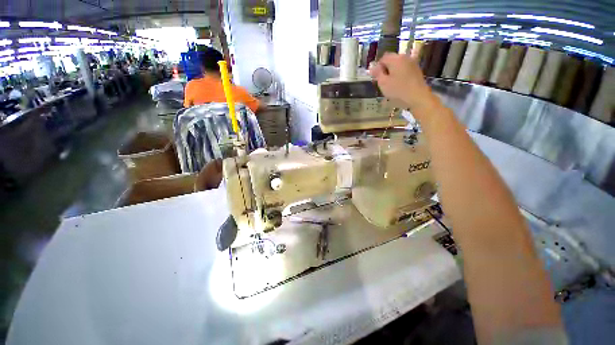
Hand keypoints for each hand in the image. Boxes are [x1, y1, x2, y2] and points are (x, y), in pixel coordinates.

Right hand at [369, 52, 436, 111]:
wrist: (421, 99)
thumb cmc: (400, 91)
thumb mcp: (383, 83)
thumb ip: (377, 73)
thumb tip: (374, 68)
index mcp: (395, 58)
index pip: (382, 59)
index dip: (378, 68)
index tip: (377, 78)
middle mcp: (404, 58)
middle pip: (392, 60)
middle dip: (387, 69)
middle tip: (385, 81)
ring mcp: (413, 64)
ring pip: (399, 65)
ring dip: (395, 72)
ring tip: (393, 84)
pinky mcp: (418, 71)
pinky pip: (406, 70)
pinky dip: (403, 75)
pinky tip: (402, 84)